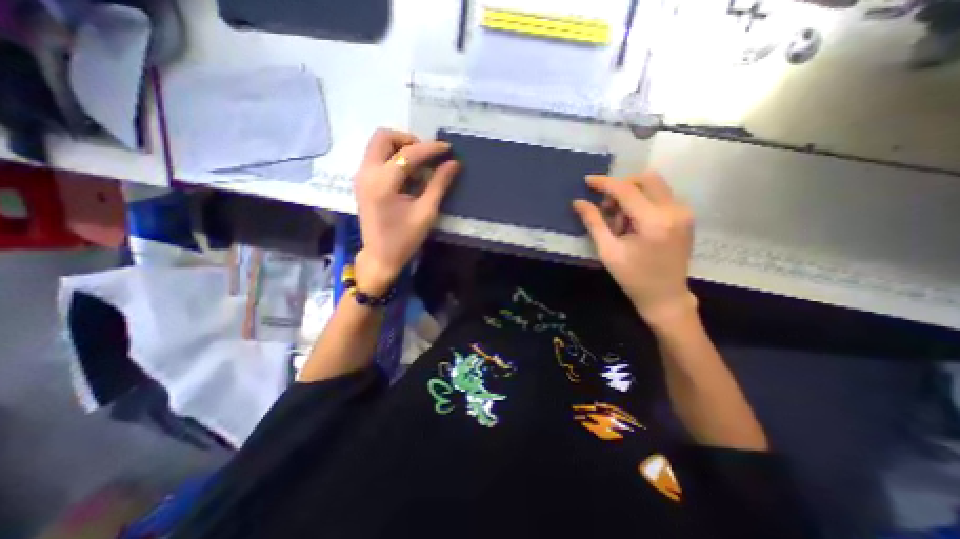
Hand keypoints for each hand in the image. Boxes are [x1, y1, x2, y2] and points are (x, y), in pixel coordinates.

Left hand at [351, 129, 459, 293]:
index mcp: (383, 183)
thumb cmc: (405, 239)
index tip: (448, 148)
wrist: (380, 257)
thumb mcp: (426, 212)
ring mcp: (360, 176)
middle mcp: (366, 173)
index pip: (408, 153)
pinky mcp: (361, 182)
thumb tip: (454, 163)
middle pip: (383, 137)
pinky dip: (393, 158)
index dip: (430, 148)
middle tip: (427, 156)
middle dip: (408, 140)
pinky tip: (407, 175)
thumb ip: (439, 184)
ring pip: (378, 145)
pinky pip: (376, 157)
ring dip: (400, 148)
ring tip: (419, 166)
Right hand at [568, 170, 699, 324]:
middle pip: (645, 179)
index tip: (587, 181)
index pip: (626, 190)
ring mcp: (683, 212)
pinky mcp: (685, 217)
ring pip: (654, 186)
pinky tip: (633, 223)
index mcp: (653, 222)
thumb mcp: (608, 251)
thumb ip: (593, 223)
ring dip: (632, 196)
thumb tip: (578, 202)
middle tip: (607, 208)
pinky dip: (642, 202)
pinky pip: (660, 196)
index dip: (604, 183)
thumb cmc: (633, 278)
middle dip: (621, 187)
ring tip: (620, 222)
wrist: (665, 296)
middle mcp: (674, 211)